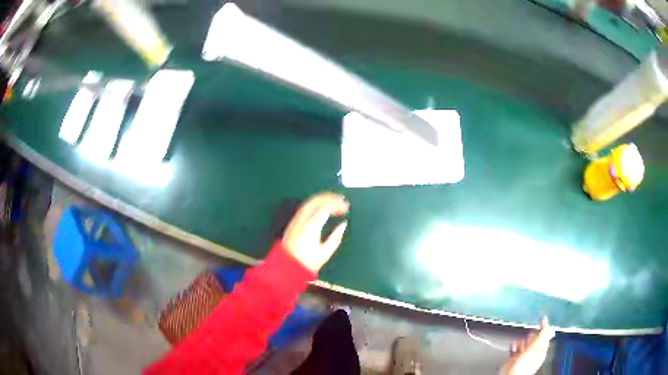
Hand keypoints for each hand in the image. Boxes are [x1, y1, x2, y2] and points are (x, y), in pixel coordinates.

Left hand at [282, 192, 349, 271]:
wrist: (287, 266)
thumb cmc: (307, 262)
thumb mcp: (325, 252)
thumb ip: (336, 237)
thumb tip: (343, 224)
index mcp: (312, 226)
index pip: (326, 208)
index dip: (337, 205)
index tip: (347, 207)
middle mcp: (303, 219)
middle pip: (317, 200)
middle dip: (331, 197)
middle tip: (342, 200)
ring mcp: (296, 219)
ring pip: (310, 201)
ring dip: (323, 198)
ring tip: (334, 200)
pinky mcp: (293, 221)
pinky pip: (306, 206)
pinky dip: (316, 203)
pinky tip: (322, 206)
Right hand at [501, 317, 554, 374]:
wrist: (512, 373)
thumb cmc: (526, 363)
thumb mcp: (538, 345)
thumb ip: (543, 333)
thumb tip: (546, 319)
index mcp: (542, 349)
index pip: (545, 334)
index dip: (543, 327)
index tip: (542, 318)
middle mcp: (534, 352)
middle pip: (534, 338)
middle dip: (531, 335)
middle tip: (529, 334)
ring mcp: (524, 356)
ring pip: (524, 343)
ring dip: (521, 340)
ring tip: (520, 341)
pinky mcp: (514, 358)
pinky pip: (515, 348)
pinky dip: (514, 345)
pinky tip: (513, 344)